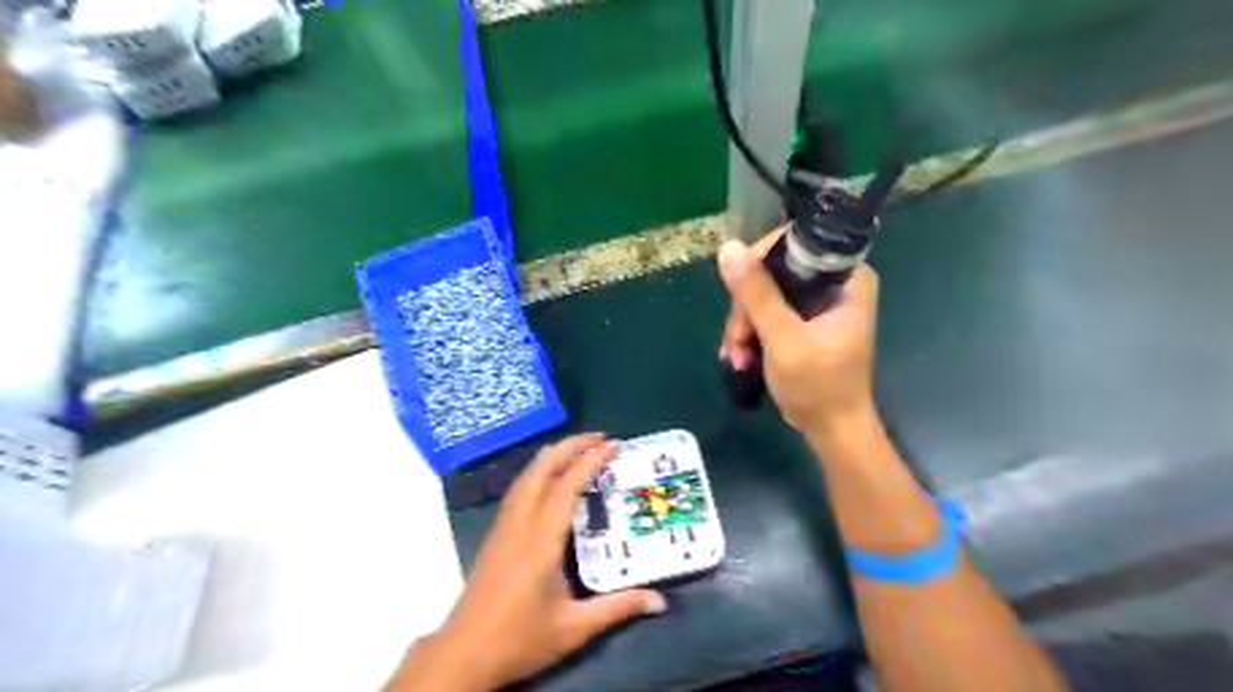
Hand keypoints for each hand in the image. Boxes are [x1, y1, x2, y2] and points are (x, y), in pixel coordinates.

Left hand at [391, 432, 664, 691]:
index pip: (565, 487)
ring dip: (552, 455)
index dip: (589, 462)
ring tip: (578, 448)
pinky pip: (518, 488)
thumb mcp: (573, 628)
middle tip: (600, 438)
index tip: (612, 445)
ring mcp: (503, 526)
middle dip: (569, 446)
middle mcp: (520, 523)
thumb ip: (617, 608)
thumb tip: (659, 600)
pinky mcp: (496, 534)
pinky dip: (538, 470)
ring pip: (525, 476)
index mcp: (541, 540)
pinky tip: (549, 477)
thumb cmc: (519, 639)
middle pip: (540, 469)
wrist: (462, 654)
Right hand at [720, 233, 879, 437]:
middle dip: (747, 308)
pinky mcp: (805, 322)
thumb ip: (757, 294)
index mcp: (846, 278)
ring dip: (745, 326)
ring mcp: (818, 304)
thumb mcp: (783, 339)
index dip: (760, 262)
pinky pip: (768, 313)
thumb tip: (728, 248)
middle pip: (773, 272)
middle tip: (738, 341)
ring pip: (765, 294)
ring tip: (738, 358)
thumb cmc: (819, 387)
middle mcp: (833, 284)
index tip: (740, 294)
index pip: (794, 244)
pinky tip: (743, 358)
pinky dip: (752, 334)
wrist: (833, 431)